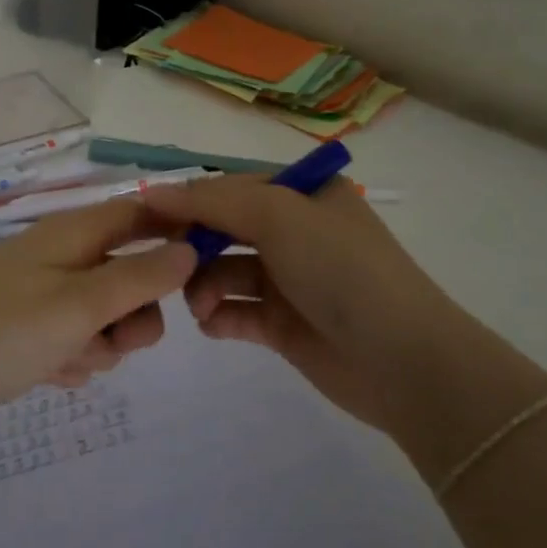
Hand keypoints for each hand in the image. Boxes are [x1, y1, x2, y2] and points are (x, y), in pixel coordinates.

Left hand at [0, 199, 197, 438]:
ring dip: (99, 344)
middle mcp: (65, 255)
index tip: (203, 272)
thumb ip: (139, 278)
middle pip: (131, 274)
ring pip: (105, 315)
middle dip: (133, 315)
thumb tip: (190, 248)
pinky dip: (70, 357)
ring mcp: (44, 292)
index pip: (144, 214)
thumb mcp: (80, 305)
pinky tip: (46, 373)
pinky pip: (74, 338)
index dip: (178, 233)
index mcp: (77, 232)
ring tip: (64, 361)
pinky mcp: (28, 327)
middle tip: (111, 339)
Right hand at [142, 175, 477, 436]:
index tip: (145, 217)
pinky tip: (214, 324)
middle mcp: (296, 232)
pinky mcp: (282, 324)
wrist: (402, 360)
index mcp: (304, 194)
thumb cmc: (341, 270)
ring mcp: (289, 279)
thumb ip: (212, 201)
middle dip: (192, 246)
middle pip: (224, 229)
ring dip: (203, 286)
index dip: (189, 200)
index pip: (232, 187)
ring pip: (223, 271)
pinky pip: (234, 311)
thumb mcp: (279, 217)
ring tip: (202, 308)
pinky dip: (218, 316)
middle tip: (165, 266)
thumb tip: (153, 192)